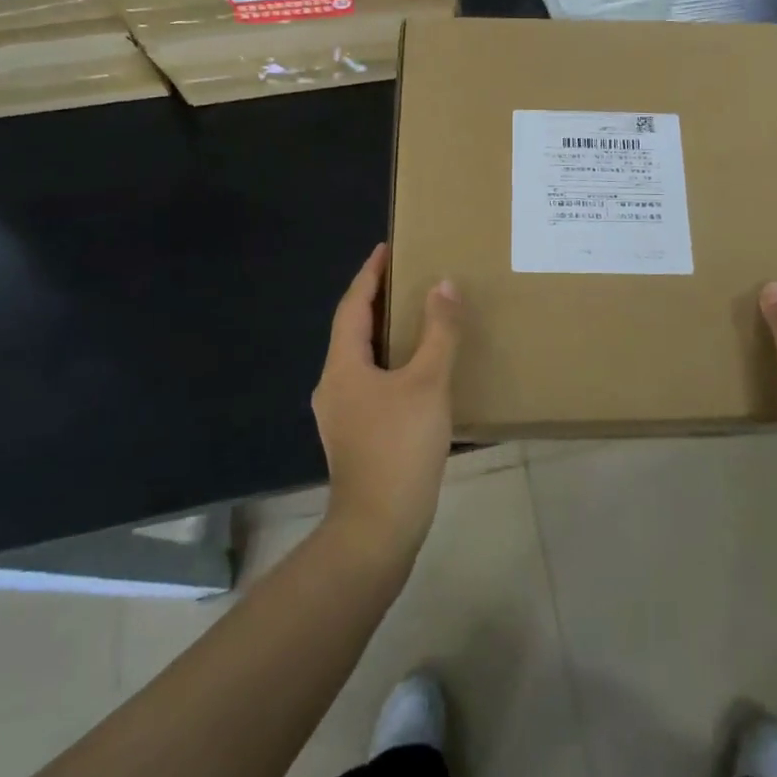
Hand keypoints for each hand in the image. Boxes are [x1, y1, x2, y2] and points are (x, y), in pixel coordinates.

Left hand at [312, 243, 460, 563]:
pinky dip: (390, 363)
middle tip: (406, 278)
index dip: (369, 275)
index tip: (385, 248)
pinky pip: (370, 382)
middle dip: (376, 301)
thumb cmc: (400, 447)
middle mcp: (333, 385)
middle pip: (352, 330)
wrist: (378, 528)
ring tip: (414, 317)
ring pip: (361, 359)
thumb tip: (443, 285)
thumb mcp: (428, 383)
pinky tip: (416, 371)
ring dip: (384, 333)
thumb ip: (438, 332)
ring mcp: (341, 414)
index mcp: (343, 366)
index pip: (353, 306)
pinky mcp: (355, 436)